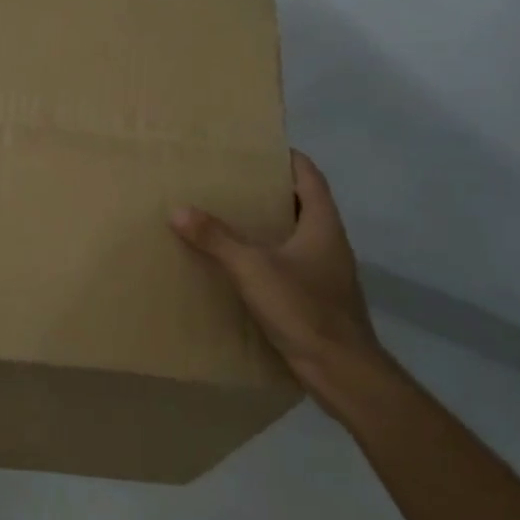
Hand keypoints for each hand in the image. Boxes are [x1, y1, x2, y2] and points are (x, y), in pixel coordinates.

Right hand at [170, 150, 391, 396]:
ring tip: (228, 219)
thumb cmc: (304, 308)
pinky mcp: (317, 297)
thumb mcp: (253, 269)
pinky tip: (239, 266)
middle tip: (230, 183)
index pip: (309, 176)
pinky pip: (290, 264)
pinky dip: (267, 257)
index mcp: (323, 224)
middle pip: (302, 204)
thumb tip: (179, 210)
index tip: (257, 149)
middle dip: (269, 192)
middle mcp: (329, 242)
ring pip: (295, 236)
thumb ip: (217, 239)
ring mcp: (325, 272)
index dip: (287, 158)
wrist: (341, 370)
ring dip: (268, 226)